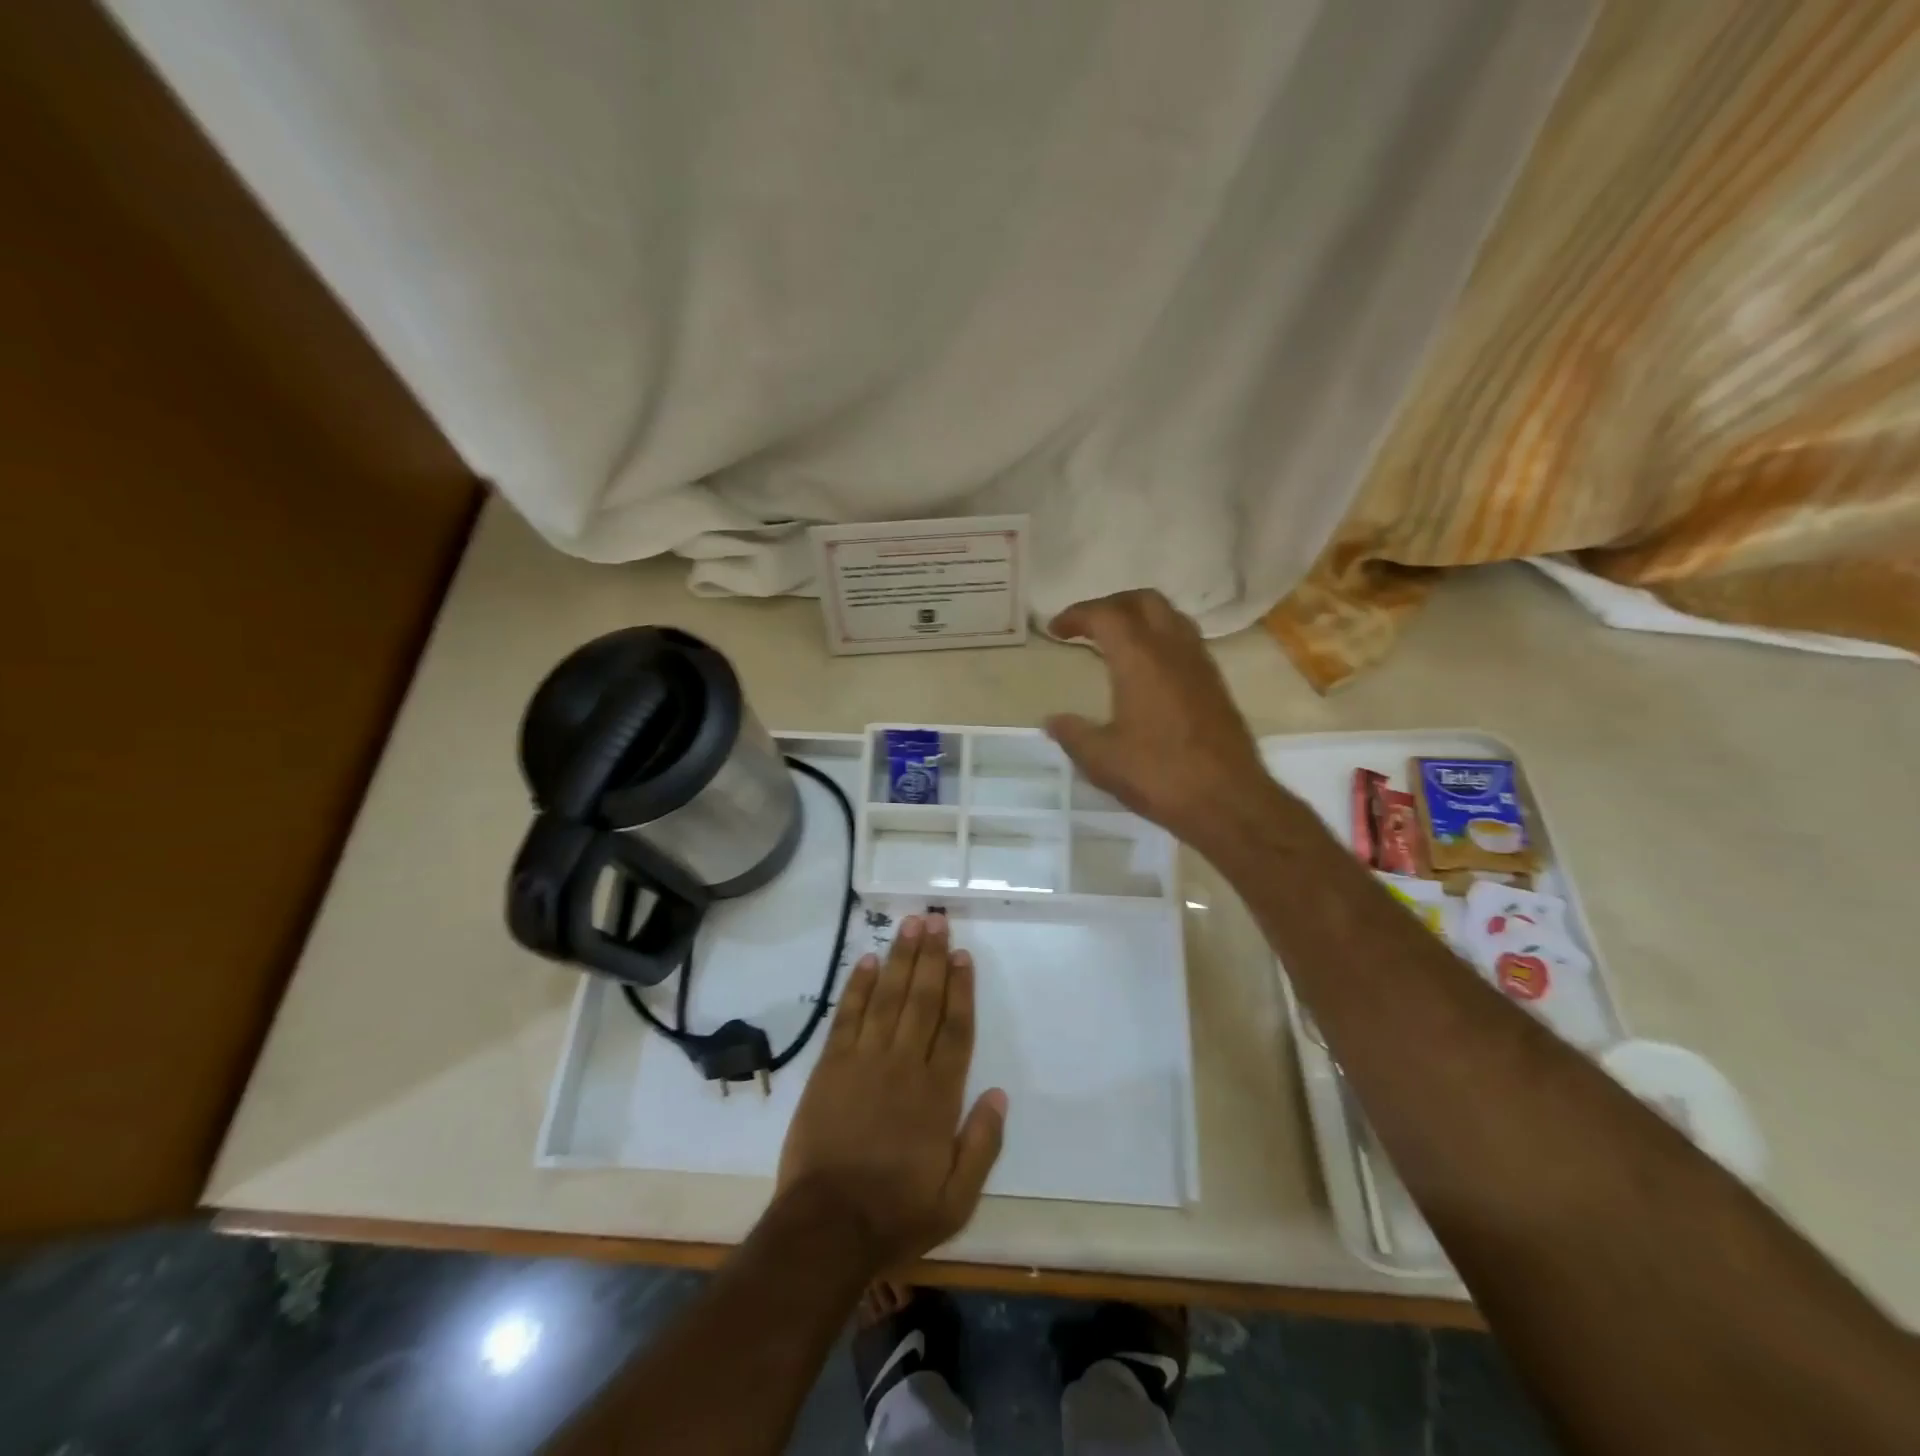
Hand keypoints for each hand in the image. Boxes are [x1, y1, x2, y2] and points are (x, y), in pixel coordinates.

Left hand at [775, 913, 1006, 1272]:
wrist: (826, 1227)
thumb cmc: (896, 1213)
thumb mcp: (957, 1199)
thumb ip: (983, 1144)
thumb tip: (999, 1094)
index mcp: (938, 1095)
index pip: (955, 1029)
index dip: (961, 988)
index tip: (962, 955)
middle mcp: (904, 1066)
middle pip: (922, 1000)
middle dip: (931, 958)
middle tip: (936, 920)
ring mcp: (864, 1062)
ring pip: (888, 998)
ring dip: (900, 959)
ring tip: (910, 925)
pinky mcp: (830, 1067)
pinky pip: (847, 1016)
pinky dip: (858, 987)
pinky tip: (868, 961)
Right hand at [1045, 589, 1275, 853]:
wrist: (1228, 801)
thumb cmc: (1159, 775)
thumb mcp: (1102, 760)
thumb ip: (1073, 734)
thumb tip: (1053, 721)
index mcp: (1140, 659)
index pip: (1106, 615)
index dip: (1077, 615)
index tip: (1055, 629)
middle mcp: (1173, 650)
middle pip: (1143, 601)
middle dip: (1111, 605)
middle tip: (1087, 625)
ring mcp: (1200, 664)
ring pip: (1170, 616)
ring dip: (1140, 618)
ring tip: (1116, 641)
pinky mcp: (1215, 684)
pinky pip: (1185, 641)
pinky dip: (1160, 638)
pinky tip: (1147, 670)